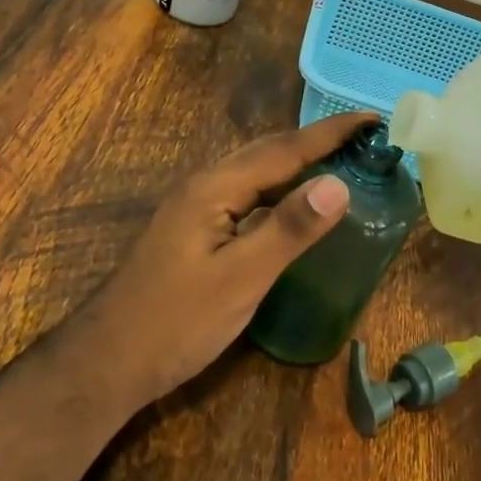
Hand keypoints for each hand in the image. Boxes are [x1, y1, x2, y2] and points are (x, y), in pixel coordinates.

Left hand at [83, 111, 378, 401]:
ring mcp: (196, 206)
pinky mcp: (194, 228)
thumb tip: (339, 183)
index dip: (331, 132)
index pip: (285, 149)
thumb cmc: (176, 322)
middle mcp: (204, 184)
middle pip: (268, 151)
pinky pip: (246, 193)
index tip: (372, 117)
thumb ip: (289, 229)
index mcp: (215, 186)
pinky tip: (292, 203)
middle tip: (363, 137)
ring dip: (297, 160)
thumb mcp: (240, 278)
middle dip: (316, 140)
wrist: (107, 362)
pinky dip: (279, 188)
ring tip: (338, 160)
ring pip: (255, 171)